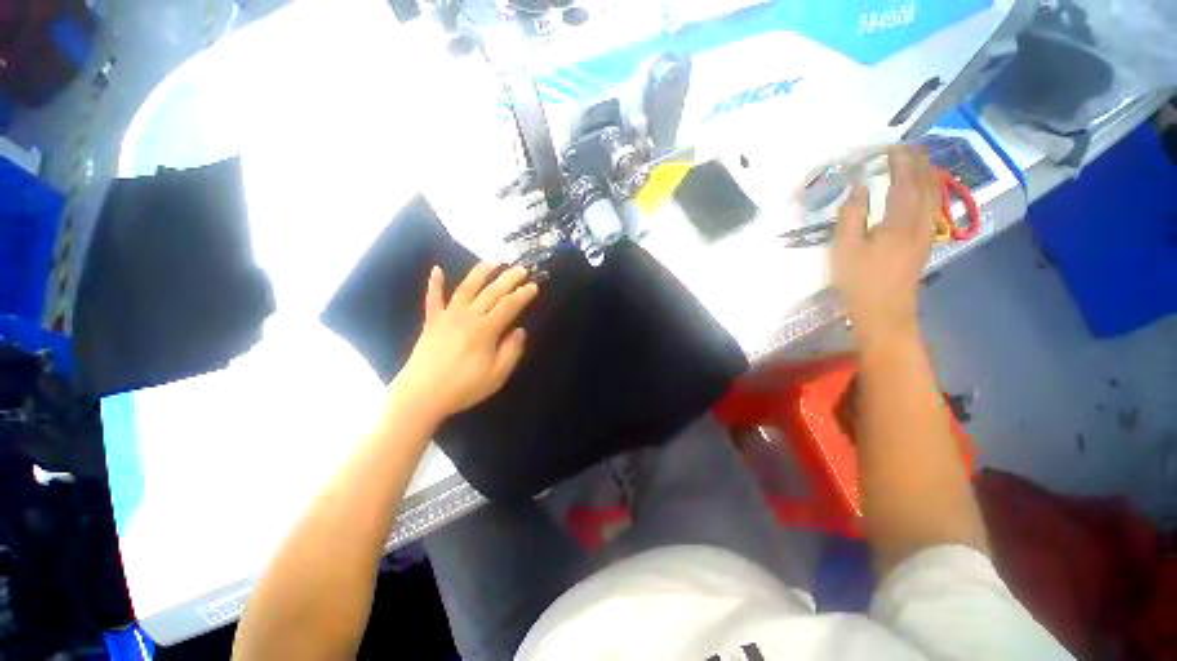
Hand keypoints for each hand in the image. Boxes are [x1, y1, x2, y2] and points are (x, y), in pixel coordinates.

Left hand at [396, 263, 538, 417]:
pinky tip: (437, 269)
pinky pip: (433, 299)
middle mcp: (468, 316)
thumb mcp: (497, 375)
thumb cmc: (463, 387)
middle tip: (521, 268)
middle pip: (492, 292)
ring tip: (492, 260)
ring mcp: (448, 316)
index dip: (523, 294)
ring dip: (480, 272)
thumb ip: (511, 351)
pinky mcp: (432, 322)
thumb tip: (520, 331)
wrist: (421, 395)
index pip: (509, 306)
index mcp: (486, 330)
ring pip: (466, 288)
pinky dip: (435, 283)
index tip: (534, 286)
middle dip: (508, 278)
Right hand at [832, 146, 938, 349]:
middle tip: (909, 146)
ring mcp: (925, 232)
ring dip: (927, 174)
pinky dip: (930, 189)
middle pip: (925, 184)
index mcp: (899, 222)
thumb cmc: (859, 279)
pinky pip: (932, 205)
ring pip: (933, 194)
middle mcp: (919, 222)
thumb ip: (851, 215)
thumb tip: (859, 187)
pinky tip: (925, 188)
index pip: (903, 182)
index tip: (891, 146)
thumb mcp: (844, 248)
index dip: (899, 162)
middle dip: (918, 163)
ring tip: (920, 159)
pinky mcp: (924, 241)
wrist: (883, 309)